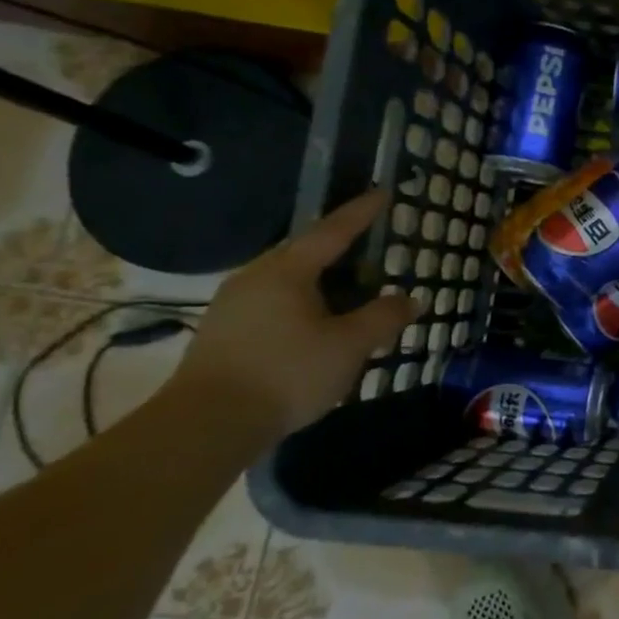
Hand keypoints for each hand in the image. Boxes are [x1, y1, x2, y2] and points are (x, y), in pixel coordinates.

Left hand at [168, 190, 418, 440]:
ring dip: (322, 280)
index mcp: (287, 271)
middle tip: (371, 247)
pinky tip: (317, 322)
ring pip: (288, 280)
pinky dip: (303, 302)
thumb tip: (412, 299)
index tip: (382, 193)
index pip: (332, 231)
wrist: (206, 425)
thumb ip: (384, 318)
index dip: (361, 213)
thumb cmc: (287, 373)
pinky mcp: (223, 332)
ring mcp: (233, 305)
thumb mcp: (349, 346)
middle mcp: (255, 277)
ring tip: (350, 289)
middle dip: (340, 248)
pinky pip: (274, 302)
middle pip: (305, 252)